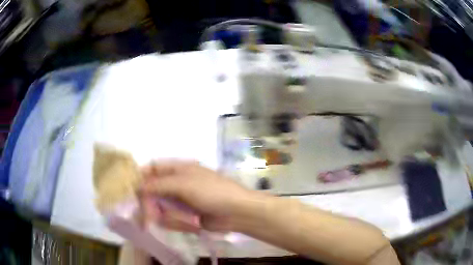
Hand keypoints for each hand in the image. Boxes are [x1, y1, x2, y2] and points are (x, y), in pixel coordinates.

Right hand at [140, 161, 264, 231]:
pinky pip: (172, 219)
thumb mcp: (184, 184)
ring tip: (183, 220)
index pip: (152, 168)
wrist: (237, 212)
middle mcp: (176, 183)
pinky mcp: (185, 215)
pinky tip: (190, 224)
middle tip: (151, 217)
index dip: (140, 177)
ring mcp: (181, 200)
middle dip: (151, 205)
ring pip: (160, 208)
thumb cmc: (212, 192)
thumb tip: (137, 185)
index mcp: (177, 169)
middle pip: (153, 191)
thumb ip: (158, 184)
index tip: (130, 190)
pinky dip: (177, 223)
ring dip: (167, 216)